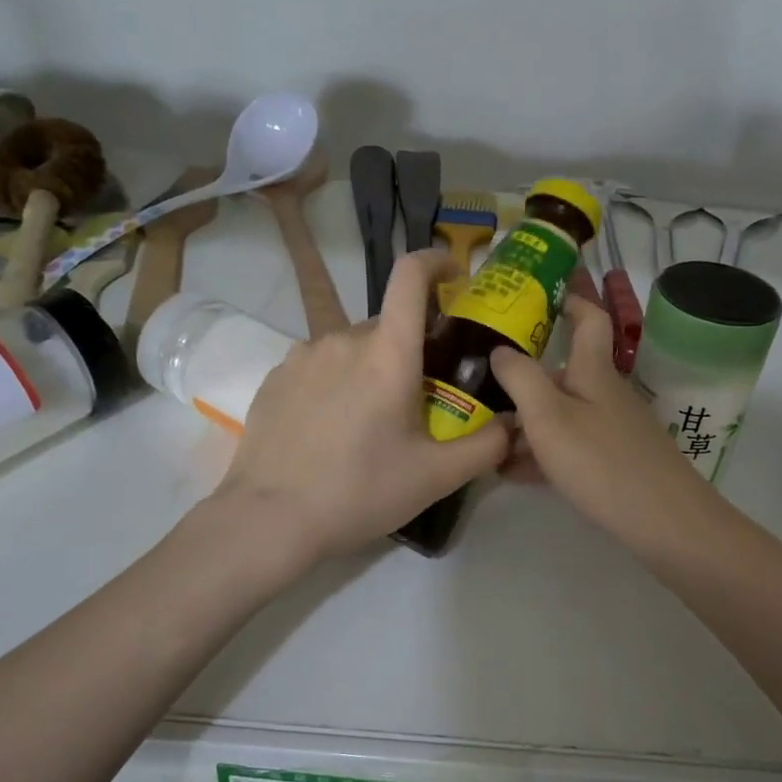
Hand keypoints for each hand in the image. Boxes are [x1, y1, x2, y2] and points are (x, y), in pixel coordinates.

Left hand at [210, 249, 511, 560]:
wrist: (268, 518)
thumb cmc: (358, 492)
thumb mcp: (434, 477)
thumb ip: (485, 446)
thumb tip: (513, 424)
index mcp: (387, 354)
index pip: (410, 277)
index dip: (434, 262)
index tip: (453, 276)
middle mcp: (343, 340)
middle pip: (388, 324)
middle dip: (411, 347)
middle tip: (420, 396)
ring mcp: (303, 356)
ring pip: (352, 346)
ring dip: (371, 366)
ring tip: (371, 420)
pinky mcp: (276, 377)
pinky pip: (319, 364)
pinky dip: (336, 381)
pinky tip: (332, 427)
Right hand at [490, 296, 716, 545]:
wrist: (665, 523)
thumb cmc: (602, 461)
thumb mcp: (549, 417)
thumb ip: (520, 378)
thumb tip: (500, 349)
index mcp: (593, 371)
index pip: (589, 318)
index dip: (570, 299)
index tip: (539, 291)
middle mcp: (605, 393)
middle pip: (563, 371)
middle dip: (524, 375)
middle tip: (480, 380)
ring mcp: (611, 429)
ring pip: (561, 412)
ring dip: (525, 420)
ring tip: (483, 434)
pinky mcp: (613, 462)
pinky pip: (568, 445)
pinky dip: (540, 451)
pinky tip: (509, 470)